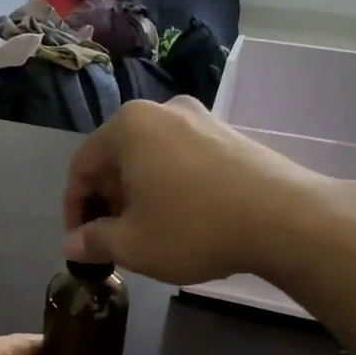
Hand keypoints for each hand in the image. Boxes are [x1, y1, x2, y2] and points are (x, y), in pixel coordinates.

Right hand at [62, 97, 333, 284]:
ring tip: (145, 232)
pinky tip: (181, 217)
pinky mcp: (229, 134)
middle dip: (107, 201)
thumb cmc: (193, 228)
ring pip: (150, 158)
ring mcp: (200, 118)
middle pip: (116, 158)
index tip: (79, 242)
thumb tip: (72, 244)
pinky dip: (168, 185)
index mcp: (128, 126)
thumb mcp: (132, 244)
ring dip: (138, 194)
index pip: (82, 167)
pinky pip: (181, 158)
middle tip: (112, 239)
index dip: (73, 209)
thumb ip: (94, 241)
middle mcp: (161, 110)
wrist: (284, 219)